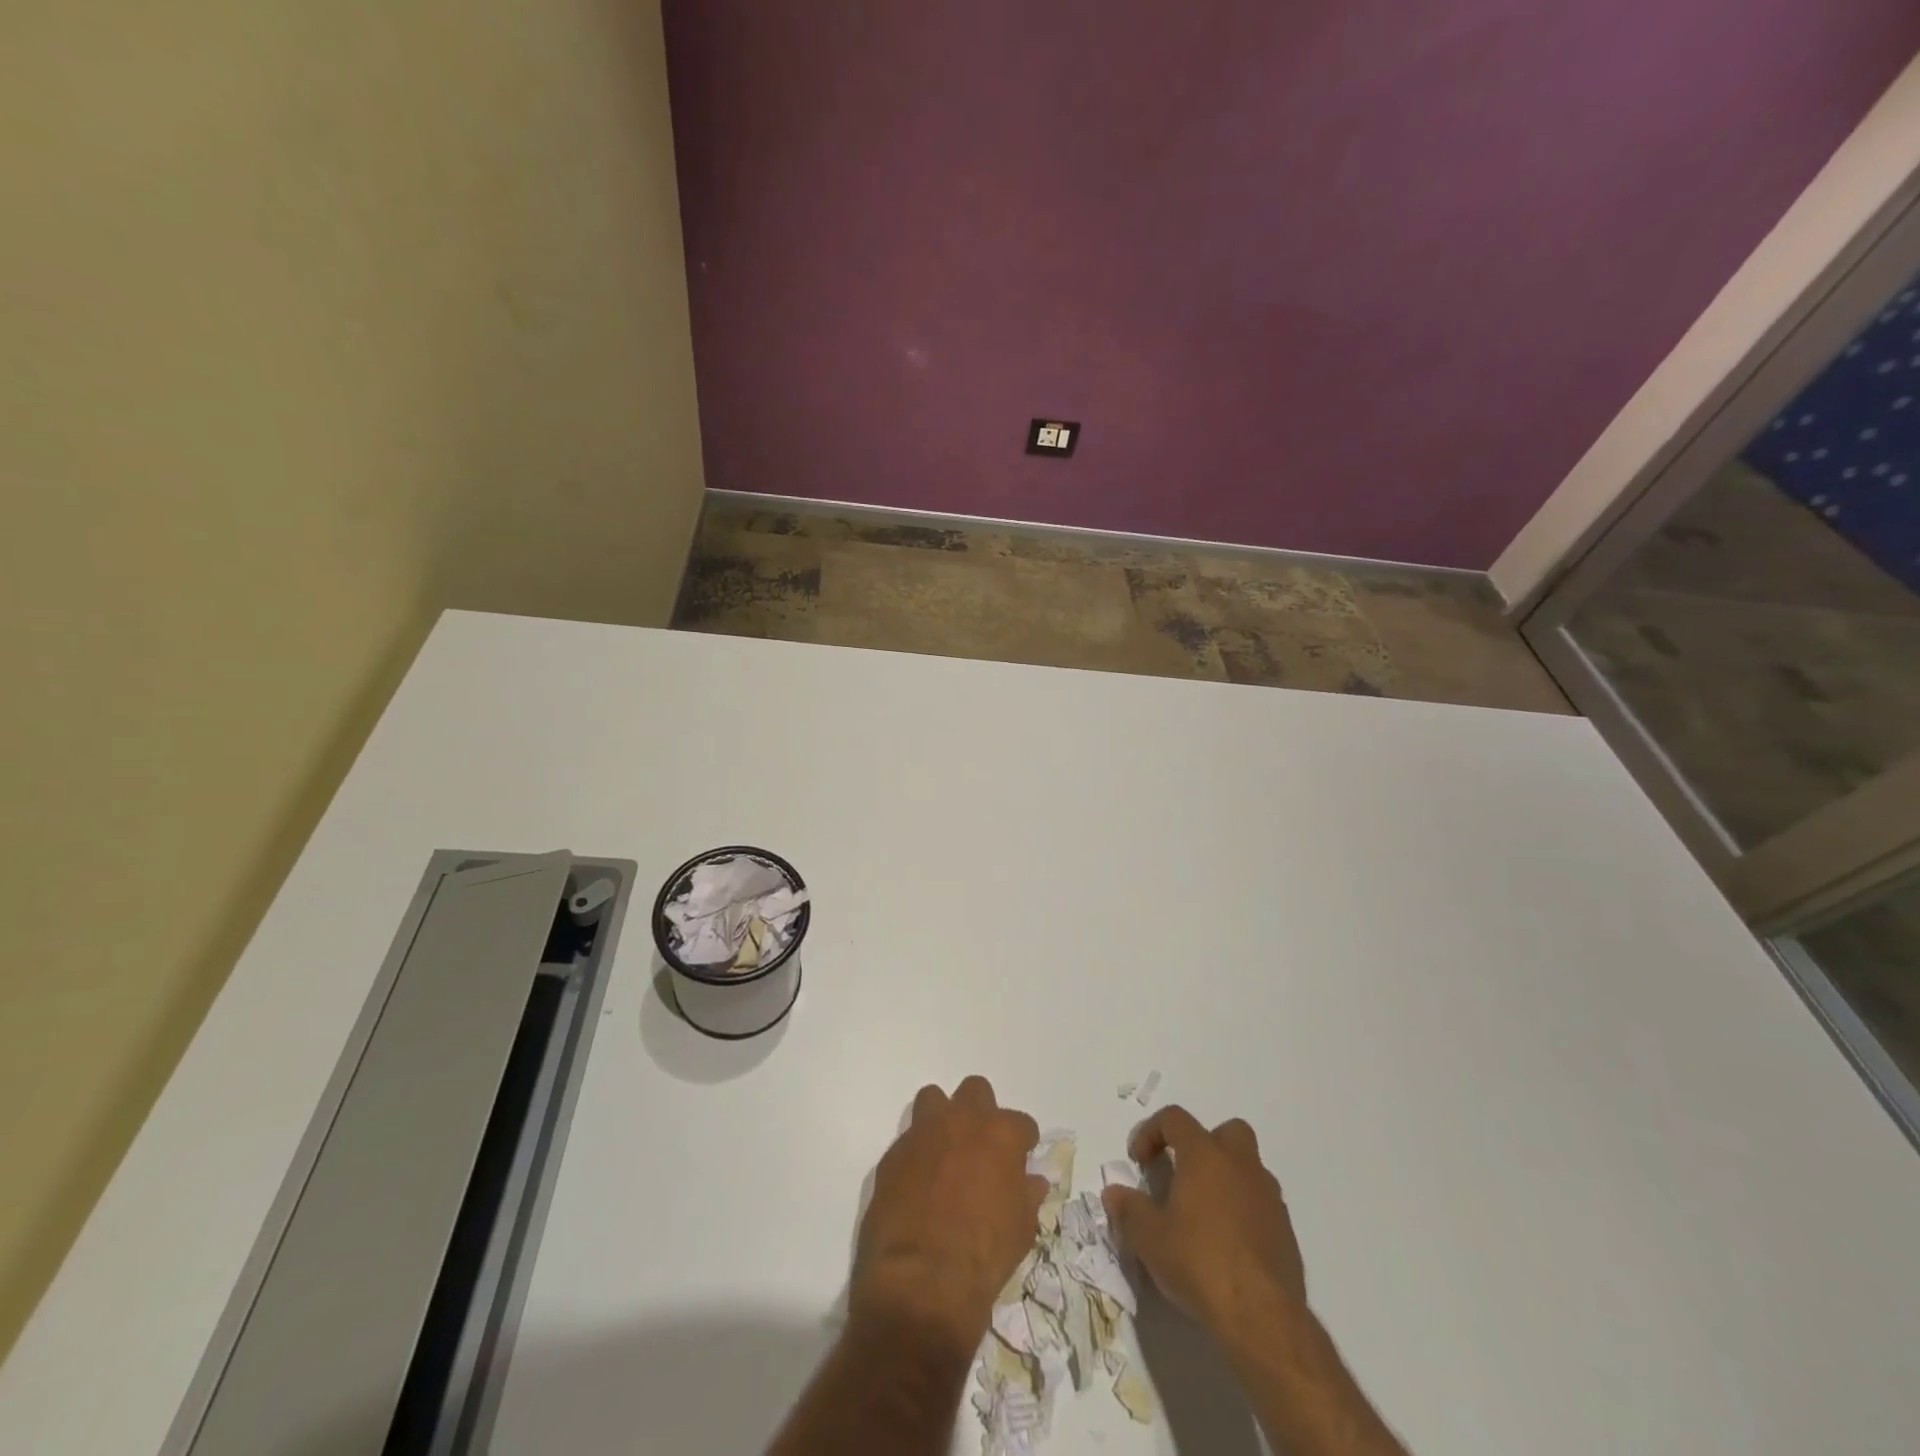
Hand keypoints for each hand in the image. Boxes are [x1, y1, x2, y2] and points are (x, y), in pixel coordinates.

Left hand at [851, 1076, 1047, 1355]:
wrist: (922, 1282)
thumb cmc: (984, 1257)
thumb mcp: (1021, 1229)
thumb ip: (1026, 1195)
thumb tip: (1031, 1181)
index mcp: (999, 1134)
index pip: (1021, 1123)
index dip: (1022, 1142)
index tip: (1020, 1158)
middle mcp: (961, 1121)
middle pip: (975, 1091)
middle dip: (981, 1112)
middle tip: (981, 1146)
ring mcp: (923, 1133)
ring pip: (933, 1099)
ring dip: (942, 1119)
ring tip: (945, 1152)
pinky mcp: (892, 1154)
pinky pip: (908, 1140)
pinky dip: (917, 1154)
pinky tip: (919, 1183)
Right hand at [1102, 1106, 1306, 1339]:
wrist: (1262, 1317)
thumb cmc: (1199, 1262)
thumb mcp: (1149, 1238)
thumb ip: (1129, 1209)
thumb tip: (1114, 1193)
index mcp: (1205, 1154)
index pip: (1174, 1118)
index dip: (1150, 1132)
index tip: (1139, 1163)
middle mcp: (1241, 1164)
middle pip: (1226, 1131)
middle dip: (1203, 1145)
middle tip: (1184, 1175)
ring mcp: (1269, 1197)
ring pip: (1247, 1168)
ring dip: (1225, 1179)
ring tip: (1203, 1214)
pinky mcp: (1286, 1231)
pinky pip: (1261, 1204)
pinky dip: (1243, 1211)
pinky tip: (1227, 1244)